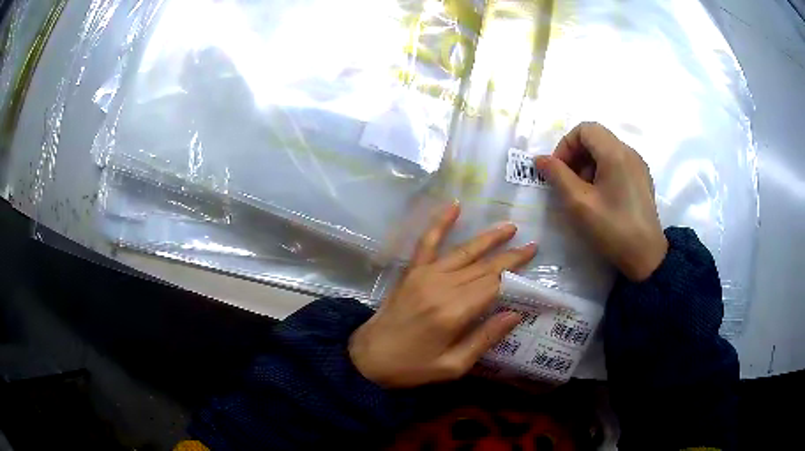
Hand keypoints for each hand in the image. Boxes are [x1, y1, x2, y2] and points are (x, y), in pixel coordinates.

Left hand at [349, 203, 536, 387]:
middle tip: (532, 246)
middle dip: (510, 257)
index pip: (494, 286)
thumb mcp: (453, 366)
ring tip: (510, 227)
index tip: (533, 270)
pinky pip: (426, 242)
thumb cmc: (412, 368)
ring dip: (488, 238)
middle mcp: (442, 287)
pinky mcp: (411, 272)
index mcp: (454, 312)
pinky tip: (454, 206)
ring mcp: (424, 275)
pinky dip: (440, 223)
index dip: (515, 277)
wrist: (368, 358)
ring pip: (464, 251)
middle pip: (484, 267)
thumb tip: (515, 314)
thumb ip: (484, 338)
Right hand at [535, 122, 667, 281]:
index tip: (559, 170)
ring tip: (584, 193)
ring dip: (588, 165)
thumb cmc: (612, 228)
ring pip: (606, 150)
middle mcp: (629, 152)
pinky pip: (618, 163)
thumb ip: (557, 175)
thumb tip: (541, 159)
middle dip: (576, 155)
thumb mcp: (579, 203)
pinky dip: (603, 172)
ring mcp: (638, 165)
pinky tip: (601, 197)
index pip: (584, 129)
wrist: (646, 256)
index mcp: (615, 153)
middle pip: (595, 138)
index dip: (566, 145)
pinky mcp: (642, 179)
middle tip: (568, 183)